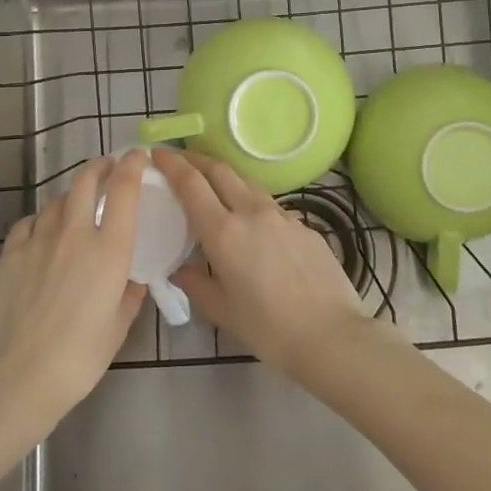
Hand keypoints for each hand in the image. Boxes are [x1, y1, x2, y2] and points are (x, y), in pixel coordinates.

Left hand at [0, 151, 146, 435]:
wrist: (17, 375)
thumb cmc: (78, 358)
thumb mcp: (117, 330)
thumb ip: (129, 297)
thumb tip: (132, 281)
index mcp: (109, 250)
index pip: (123, 190)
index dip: (131, 166)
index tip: (137, 156)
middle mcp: (75, 233)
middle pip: (85, 181)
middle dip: (99, 166)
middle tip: (106, 168)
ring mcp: (38, 239)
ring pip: (56, 200)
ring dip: (70, 196)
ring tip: (75, 205)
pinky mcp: (11, 252)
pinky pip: (29, 222)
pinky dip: (41, 219)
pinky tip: (42, 231)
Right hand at [154, 147, 389, 381]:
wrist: (333, 336)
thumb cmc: (269, 330)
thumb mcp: (222, 312)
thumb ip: (196, 285)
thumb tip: (181, 269)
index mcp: (223, 232)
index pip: (191, 183)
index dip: (172, 164)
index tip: (158, 154)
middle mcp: (251, 212)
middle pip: (220, 170)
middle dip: (196, 159)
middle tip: (180, 159)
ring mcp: (282, 215)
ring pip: (247, 182)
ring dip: (225, 176)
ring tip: (213, 184)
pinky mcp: (304, 226)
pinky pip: (270, 204)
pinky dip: (251, 201)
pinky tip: (252, 221)